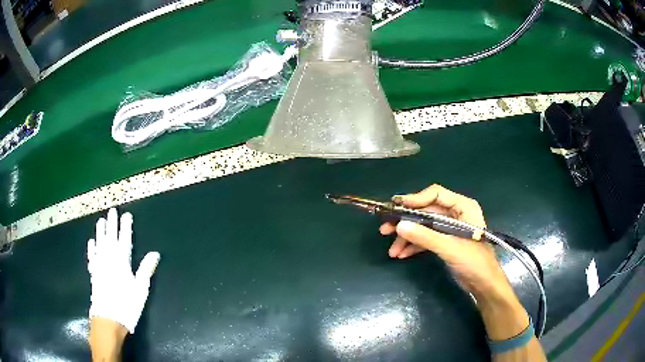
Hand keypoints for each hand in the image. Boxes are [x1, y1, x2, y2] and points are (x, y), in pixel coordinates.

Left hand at [87, 208, 159, 333]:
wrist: (108, 318)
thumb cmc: (127, 304)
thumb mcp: (141, 289)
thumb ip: (146, 269)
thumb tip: (155, 253)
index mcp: (122, 261)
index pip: (124, 240)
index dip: (126, 227)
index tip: (126, 215)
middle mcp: (109, 259)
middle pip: (110, 237)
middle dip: (112, 224)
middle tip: (112, 211)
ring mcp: (99, 265)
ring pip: (100, 243)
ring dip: (100, 232)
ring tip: (101, 221)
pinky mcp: (94, 273)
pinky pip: (92, 256)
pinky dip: (91, 248)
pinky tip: (91, 242)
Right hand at [379, 184, 512, 301]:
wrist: (484, 284)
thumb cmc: (474, 261)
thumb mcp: (449, 247)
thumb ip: (425, 236)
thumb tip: (399, 226)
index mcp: (462, 207)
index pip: (435, 194)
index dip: (415, 199)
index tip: (396, 207)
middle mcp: (455, 214)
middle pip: (426, 212)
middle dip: (406, 222)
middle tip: (385, 229)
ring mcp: (449, 228)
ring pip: (424, 226)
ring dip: (408, 237)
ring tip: (392, 250)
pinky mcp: (445, 241)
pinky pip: (426, 238)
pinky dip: (414, 246)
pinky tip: (402, 254)